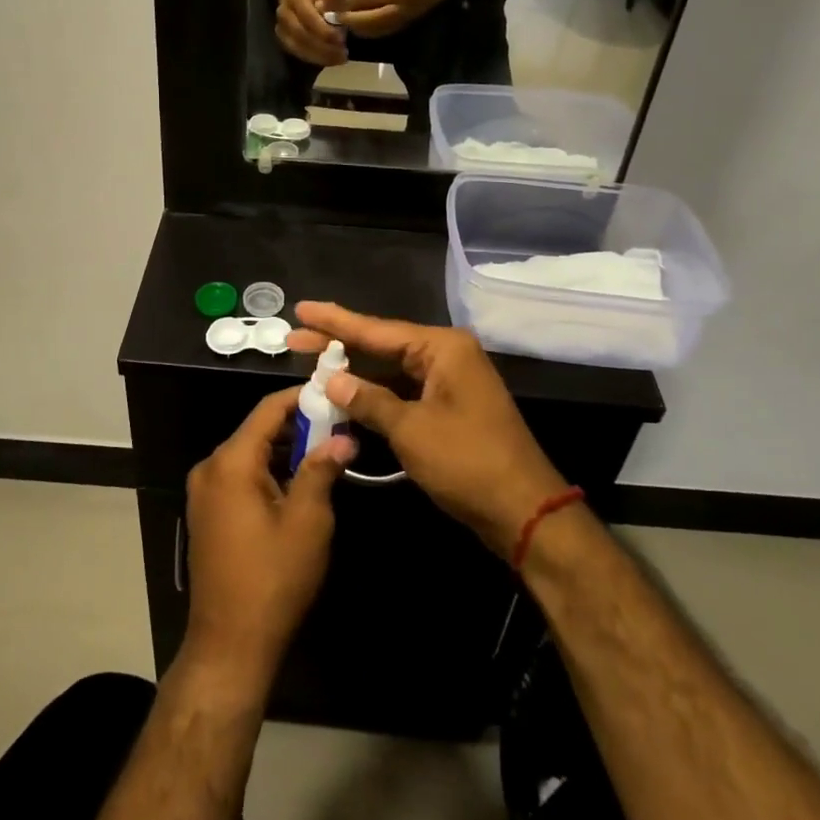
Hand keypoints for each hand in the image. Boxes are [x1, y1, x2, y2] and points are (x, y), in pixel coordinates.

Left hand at [183, 388, 355, 685]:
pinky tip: (299, 482)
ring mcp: (204, 491)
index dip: (302, 397)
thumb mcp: (307, 522)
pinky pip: (241, 476)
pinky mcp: (208, 512)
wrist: (229, 645)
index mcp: (231, 462)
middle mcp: (211, 467)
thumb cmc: (273, 579)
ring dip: (286, 450)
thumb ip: (322, 470)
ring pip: (251, 454)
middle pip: (258, 430)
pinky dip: (269, 471)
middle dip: (299, 425)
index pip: (268, 409)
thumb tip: (343, 438)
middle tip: (339, 427)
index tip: (334, 393)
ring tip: (327, 452)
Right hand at [274, 0, 348, 65]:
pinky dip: (313, 58)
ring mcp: (280, 27)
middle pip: (301, 36)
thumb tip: (340, 19)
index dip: (324, 30)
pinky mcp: (281, 39)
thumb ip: (332, 5)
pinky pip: (296, 53)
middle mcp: (284, 13)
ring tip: (338, 60)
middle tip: (343, 55)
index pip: (307, 17)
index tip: (341, 40)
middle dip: (323, 48)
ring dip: (319, 57)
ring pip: (297, 48)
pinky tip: (329, 60)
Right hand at [289, 302, 568, 557]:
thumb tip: (331, 380)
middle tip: (294, 338)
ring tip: (310, 362)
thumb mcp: (411, 430)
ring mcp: (448, 382)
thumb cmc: (468, 463)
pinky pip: (402, 391)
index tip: (301, 308)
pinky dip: (374, 394)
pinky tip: (344, 395)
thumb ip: (368, 400)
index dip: (334, 321)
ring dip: (354, 371)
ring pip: (390, 370)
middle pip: (381, 345)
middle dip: (338, 344)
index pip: (376, 330)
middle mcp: (446, 356)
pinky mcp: (447, 408)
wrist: (525, 511)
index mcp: (442, 348)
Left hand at [317, 0, 453, 38]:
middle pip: (364, 1)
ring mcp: (404, 9)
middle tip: (322, 11)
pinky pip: (379, 29)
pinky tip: (351, 28)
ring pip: (371, 19)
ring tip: (333, 21)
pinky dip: (363, 30)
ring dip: (349, 21)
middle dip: (341, 7)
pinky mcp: (404, 22)